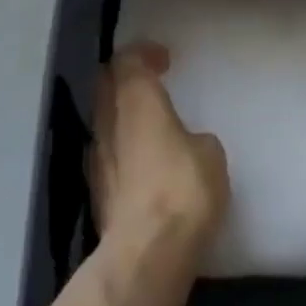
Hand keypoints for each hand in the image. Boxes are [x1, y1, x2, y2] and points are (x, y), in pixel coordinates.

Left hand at [92, 43, 229, 255]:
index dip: (143, 54)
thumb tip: (185, 143)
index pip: (128, 60)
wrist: (146, 252)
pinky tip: (141, 161)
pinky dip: (121, 146)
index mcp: (136, 99)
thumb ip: (194, 137)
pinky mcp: (96, 190)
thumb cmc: (182, 188)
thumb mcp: (210, 154)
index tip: (162, 59)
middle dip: (126, 78)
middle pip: (107, 84)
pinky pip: (106, 152)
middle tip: (150, 82)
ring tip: (147, 122)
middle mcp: (108, 120)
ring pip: (103, 119)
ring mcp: (96, 156)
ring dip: (121, 114)